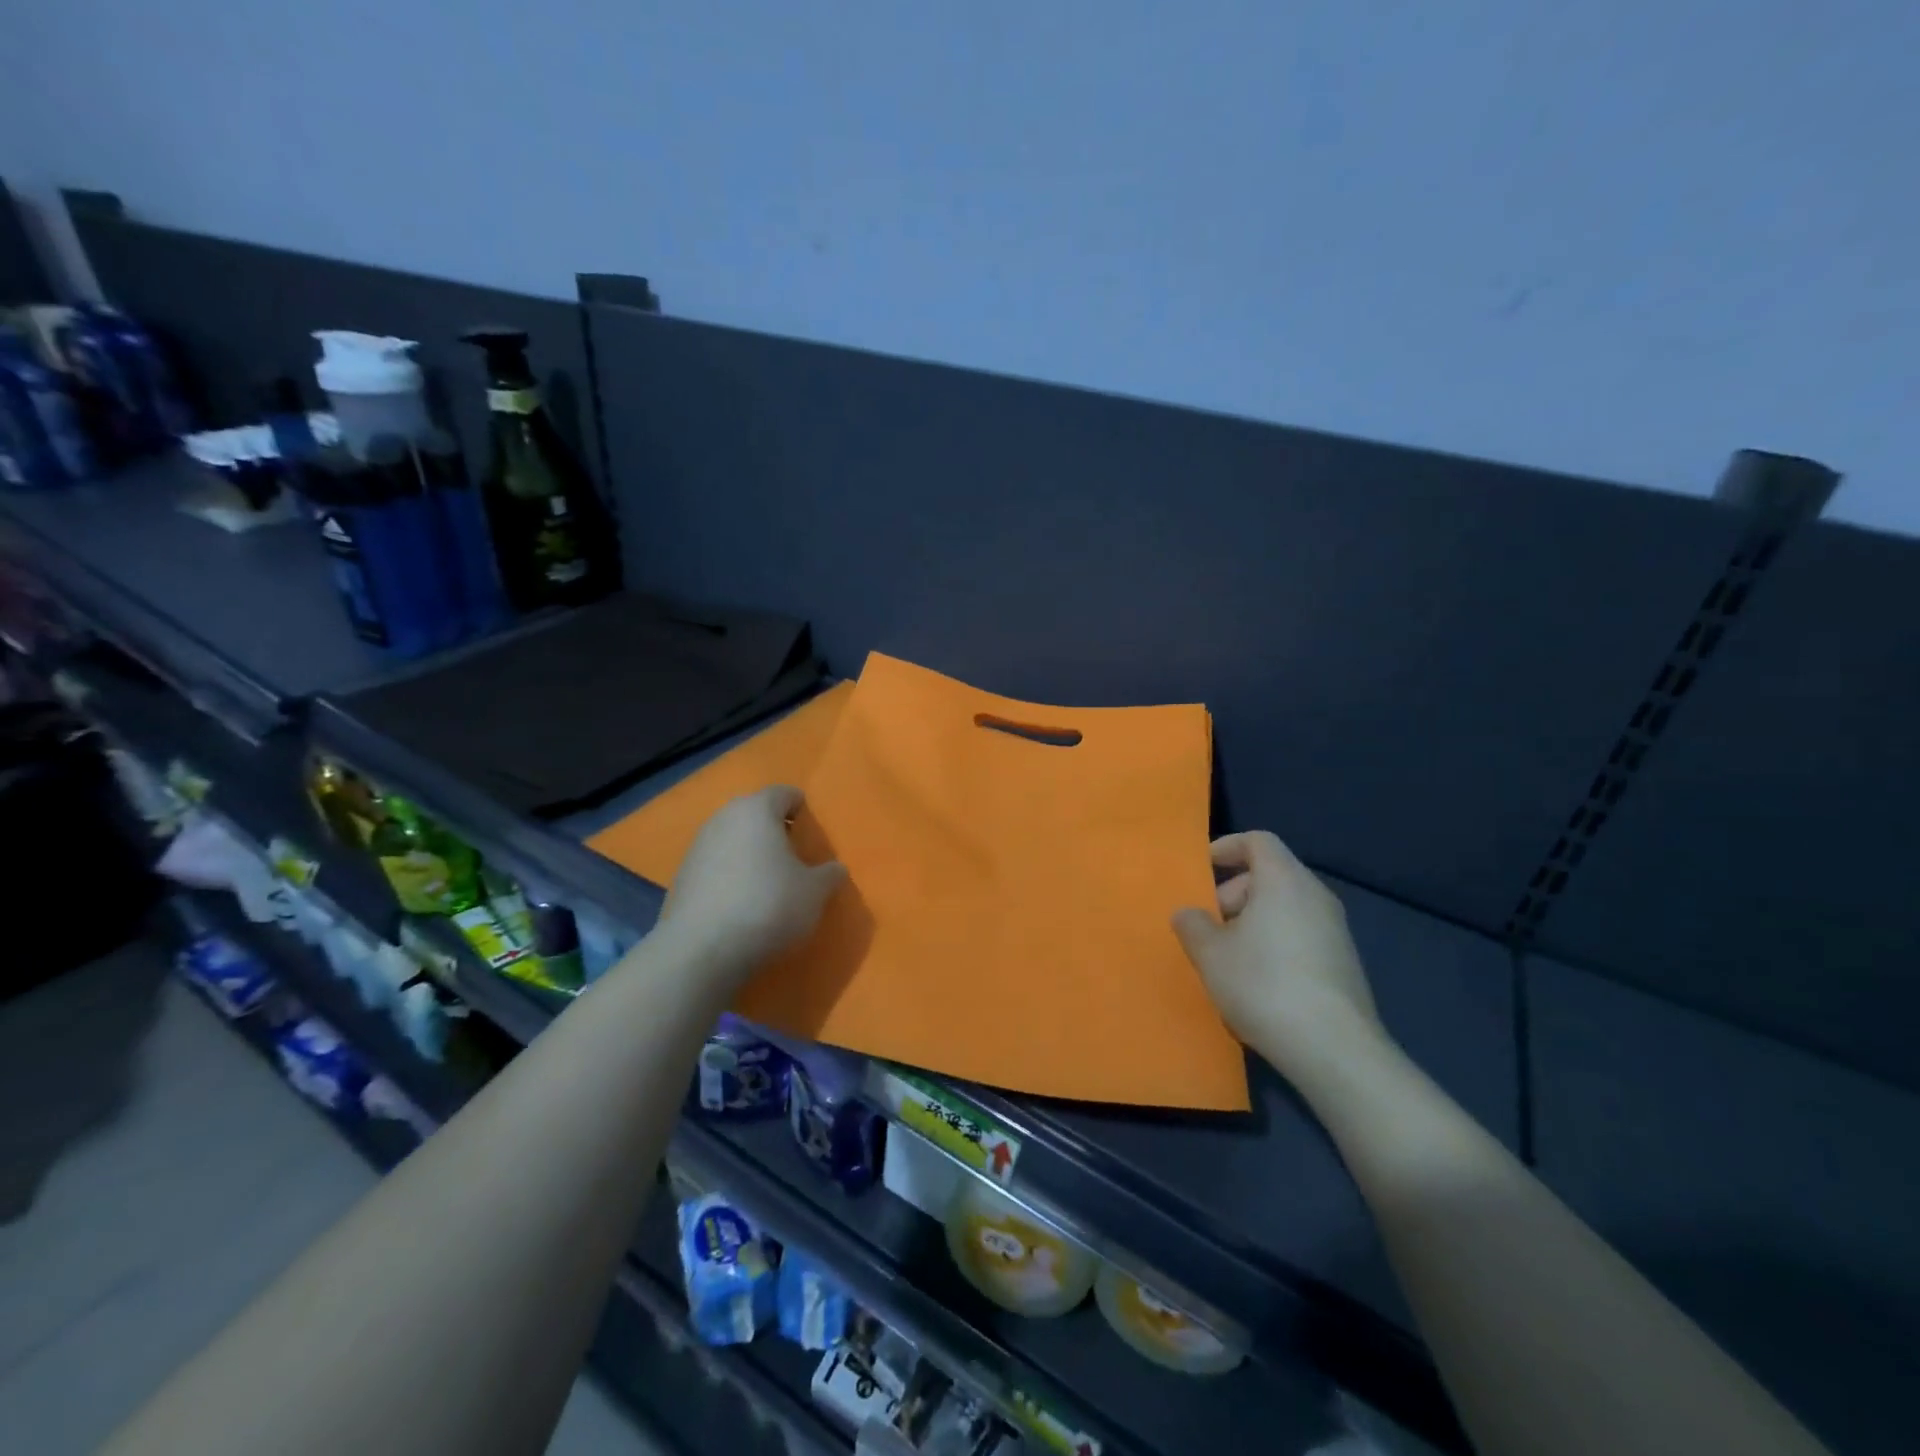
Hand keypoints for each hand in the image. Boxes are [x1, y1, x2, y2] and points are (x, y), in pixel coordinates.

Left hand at [662, 786, 845, 986]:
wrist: (701, 951)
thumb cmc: (768, 906)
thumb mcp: (814, 893)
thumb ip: (829, 874)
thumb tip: (835, 868)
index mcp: (757, 810)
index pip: (784, 793)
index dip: (801, 808)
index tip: (812, 830)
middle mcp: (723, 819)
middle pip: (754, 814)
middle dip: (775, 830)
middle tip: (794, 856)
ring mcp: (696, 848)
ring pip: (732, 840)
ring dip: (750, 854)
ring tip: (768, 883)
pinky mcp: (680, 878)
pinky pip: (715, 866)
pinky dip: (730, 876)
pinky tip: (742, 904)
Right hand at [1172, 831, 1383, 1073]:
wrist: (1334, 1049)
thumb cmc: (1264, 985)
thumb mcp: (1210, 954)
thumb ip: (1192, 924)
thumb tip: (1188, 913)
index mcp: (1284, 881)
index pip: (1258, 841)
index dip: (1226, 847)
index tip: (1201, 869)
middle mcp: (1315, 896)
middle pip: (1269, 875)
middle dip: (1232, 893)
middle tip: (1208, 926)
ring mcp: (1336, 930)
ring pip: (1284, 908)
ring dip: (1251, 922)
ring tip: (1227, 958)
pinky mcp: (1343, 962)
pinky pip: (1300, 934)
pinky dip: (1274, 943)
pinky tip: (1257, 983)